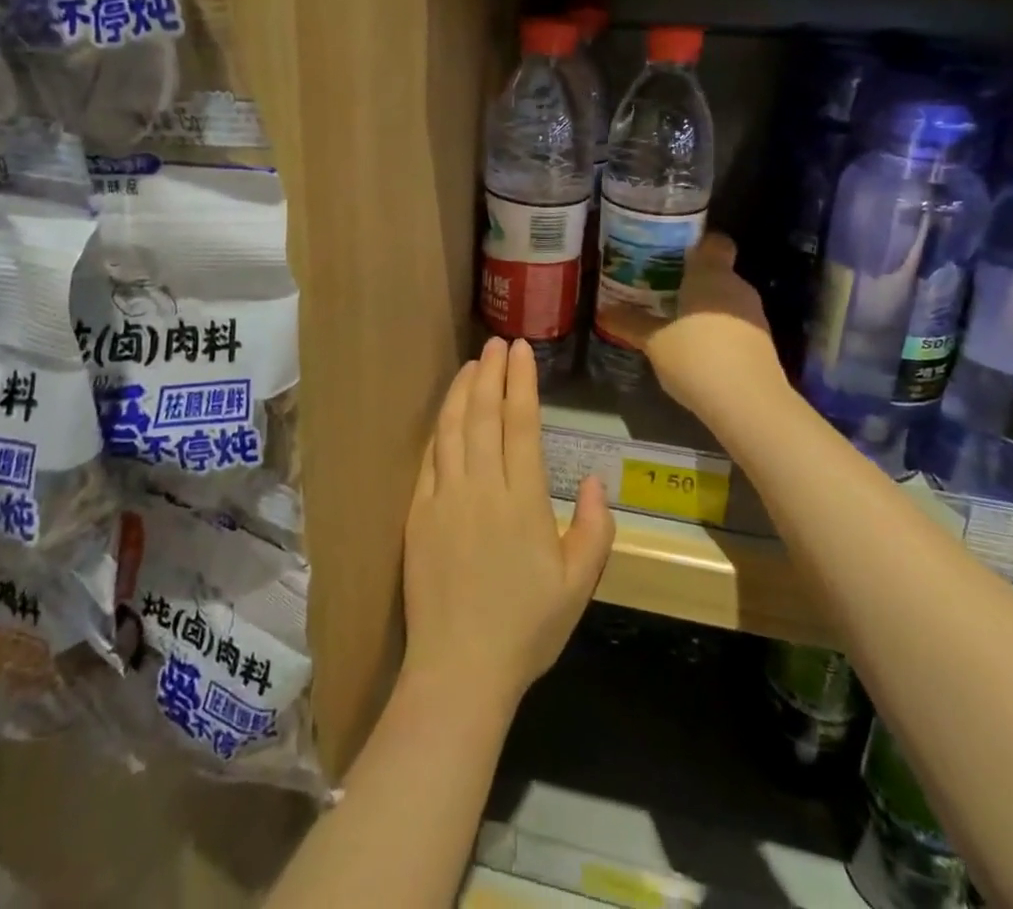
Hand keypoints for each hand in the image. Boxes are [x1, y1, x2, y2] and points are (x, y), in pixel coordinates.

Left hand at [401, 337, 614, 716]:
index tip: (521, 350)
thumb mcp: (579, 585)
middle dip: (492, 373)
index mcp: (522, 500)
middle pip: (485, 416)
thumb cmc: (526, 628)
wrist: (459, 668)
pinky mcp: (418, 513)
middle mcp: (482, 487)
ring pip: (453, 429)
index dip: (521, 382)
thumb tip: (590, 479)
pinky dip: (439, 427)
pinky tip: (446, 412)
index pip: (521, 424)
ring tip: (472, 364)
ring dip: (463, 391)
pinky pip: (429, 457)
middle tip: (496, 343)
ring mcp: (445, 497)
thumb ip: (594, 527)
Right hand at [599, 234, 788, 421]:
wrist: (748, 404)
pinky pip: (735, 323)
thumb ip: (631, 324)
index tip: (671, 251)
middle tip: (660, 286)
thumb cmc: (697, 357)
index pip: (713, 241)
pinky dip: (717, 328)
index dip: (695, 242)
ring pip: (726, 299)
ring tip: (674, 318)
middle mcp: (737, 286)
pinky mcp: (762, 342)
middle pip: (716, 271)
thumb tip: (603, 311)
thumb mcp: (655, 342)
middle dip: (692, 278)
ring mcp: (754, 314)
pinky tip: (696, 346)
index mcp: (711, 274)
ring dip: (705, 306)